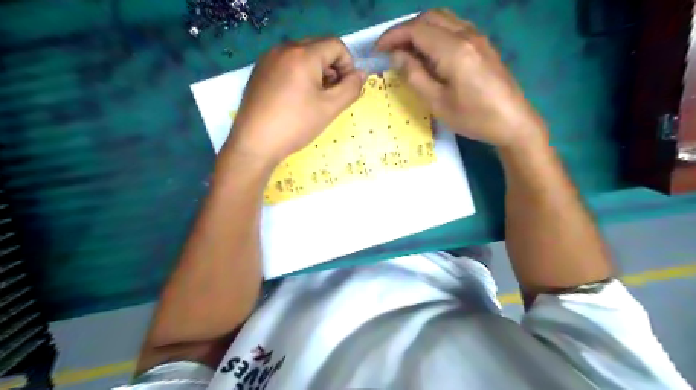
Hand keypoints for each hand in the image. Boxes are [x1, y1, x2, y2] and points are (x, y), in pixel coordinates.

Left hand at [226, 38, 365, 167]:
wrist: (255, 144)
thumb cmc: (296, 125)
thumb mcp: (330, 109)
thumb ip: (351, 88)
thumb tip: (361, 74)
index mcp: (303, 55)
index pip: (336, 45)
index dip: (348, 65)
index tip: (345, 88)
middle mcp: (284, 49)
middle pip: (319, 47)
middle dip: (332, 67)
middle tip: (331, 94)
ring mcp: (268, 58)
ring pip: (302, 55)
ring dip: (317, 71)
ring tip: (314, 98)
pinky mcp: (260, 71)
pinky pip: (287, 63)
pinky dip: (299, 74)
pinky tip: (296, 98)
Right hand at [375, 9, 548, 149]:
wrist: (513, 122)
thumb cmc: (473, 117)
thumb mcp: (437, 102)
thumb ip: (415, 76)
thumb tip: (397, 56)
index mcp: (454, 50)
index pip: (416, 30)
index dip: (393, 36)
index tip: (377, 50)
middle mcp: (466, 35)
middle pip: (429, 17)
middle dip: (405, 29)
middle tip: (390, 49)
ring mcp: (478, 37)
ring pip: (443, 19)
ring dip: (420, 28)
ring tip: (406, 50)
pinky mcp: (483, 44)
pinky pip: (454, 27)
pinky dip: (435, 32)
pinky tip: (429, 52)